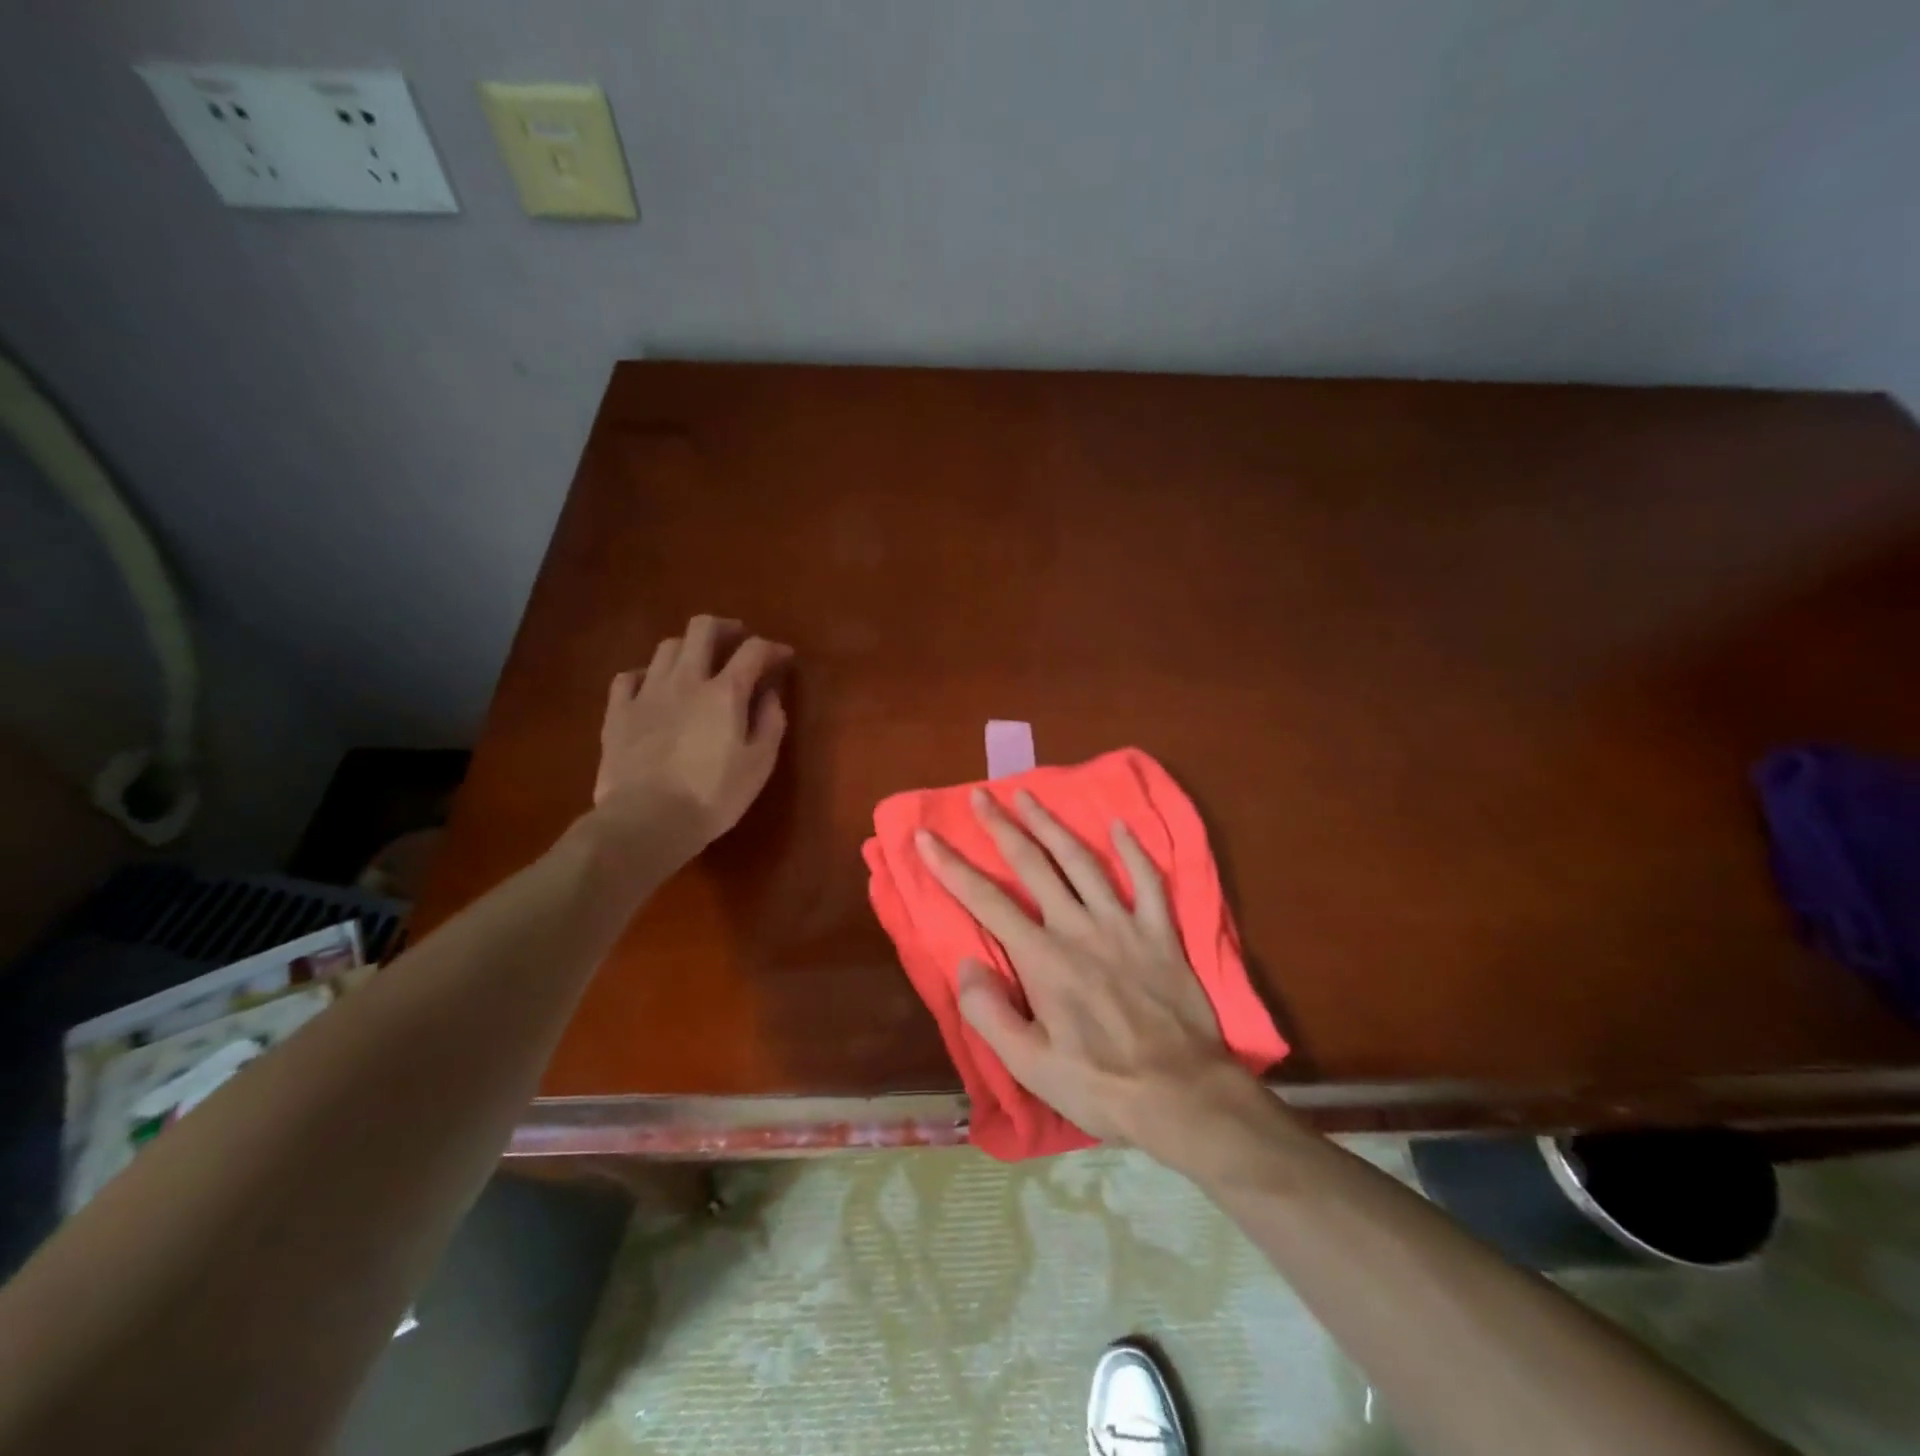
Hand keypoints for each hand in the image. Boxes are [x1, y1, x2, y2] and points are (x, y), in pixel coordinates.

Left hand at [594, 615, 792, 852]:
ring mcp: (646, 692)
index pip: (753, 651)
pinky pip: (629, 676)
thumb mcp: (759, 764)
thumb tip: (770, 694)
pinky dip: (646, 674)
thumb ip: (770, 723)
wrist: (646, 820)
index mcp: (725, 692)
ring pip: (667, 647)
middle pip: (703, 629)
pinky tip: (653, 687)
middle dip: (725, 628)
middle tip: (738, 640)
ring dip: (688, 648)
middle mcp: (685, 680)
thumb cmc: (713, 796)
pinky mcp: (618, 712)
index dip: (772, 648)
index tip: (783, 657)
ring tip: (698, 664)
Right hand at [914, 788, 1268, 1163]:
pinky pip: (1148, 882)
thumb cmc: (1100, 1085)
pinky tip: (1119, 826)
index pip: (986, 902)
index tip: (925, 835)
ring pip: (1082, 861)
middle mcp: (1079, 928)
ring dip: (1052, 825)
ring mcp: (1123, 925)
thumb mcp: (1030, 1067)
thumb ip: (989, 1014)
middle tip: (980, 795)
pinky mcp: (1160, 933)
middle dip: (1002, 827)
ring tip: (1029, 795)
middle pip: (1033, 865)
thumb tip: (964, 965)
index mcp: (1043, 959)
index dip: (951, 866)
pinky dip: (1133, 852)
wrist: (1183, 1096)